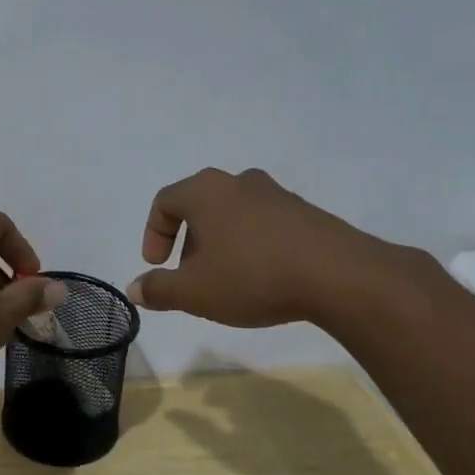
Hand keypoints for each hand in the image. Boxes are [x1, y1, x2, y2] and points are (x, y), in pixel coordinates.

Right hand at [127, 168, 411, 328]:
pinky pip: (264, 223)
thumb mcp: (195, 292)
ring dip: (221, 242)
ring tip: (227, 279)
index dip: (153, 234)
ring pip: (233, 213)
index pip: (164, 201)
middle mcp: (238, 182)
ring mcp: (276, 194)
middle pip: (199, 205)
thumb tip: (135, 289)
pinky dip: (252, 244)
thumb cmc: (252, 276)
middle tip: (191, 275)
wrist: (340, 276)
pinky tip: (262, 277)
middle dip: (188, 241)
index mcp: (205, 191)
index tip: (158, 266)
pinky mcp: (306, 212)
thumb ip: (159, 289)